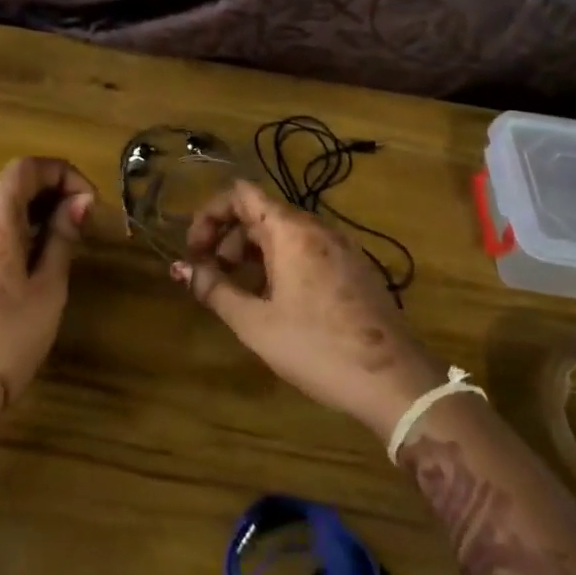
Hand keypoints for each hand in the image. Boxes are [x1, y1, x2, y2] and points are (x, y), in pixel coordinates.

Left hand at [0, 156, 96, 424]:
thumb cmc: (10, 336)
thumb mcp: (49, 285)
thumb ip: (62, 236)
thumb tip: (80, 201)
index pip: (26, 168)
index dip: (62, 173)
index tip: (89, 202)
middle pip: (12, 183)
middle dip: (52, 189)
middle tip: (84, 218)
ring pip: (0, 206)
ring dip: (37, 209)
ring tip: (68, 237)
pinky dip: (19, 228)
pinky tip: (40, 257)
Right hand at [173, 180, 440, 438]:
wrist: (394, 381)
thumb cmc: (316, 347)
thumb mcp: (255, 322)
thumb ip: (214, 289)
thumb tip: (181, 269)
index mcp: (290, 230)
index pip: (240, 193)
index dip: (209, 215)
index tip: (194, 251)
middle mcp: (316, 228)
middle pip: (260, 212)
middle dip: (227, 238)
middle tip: (210, 275)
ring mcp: (339, 247)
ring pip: (283, 233)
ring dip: (251, 252)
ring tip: (236, 291)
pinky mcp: (352, 268)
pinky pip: (305, 250)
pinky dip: (278, 262)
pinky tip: (273, 301)